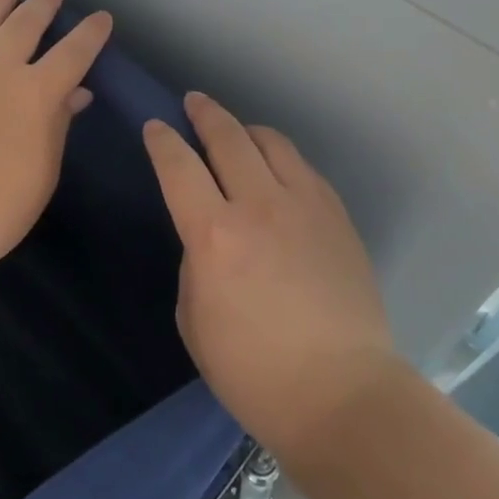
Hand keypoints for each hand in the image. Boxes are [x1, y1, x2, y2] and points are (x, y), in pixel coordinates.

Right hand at [145, 93, 399, 463]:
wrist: (343, 395)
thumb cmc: (255, 372)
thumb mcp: (194, 321)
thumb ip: (196, 261)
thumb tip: (209, 235)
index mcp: (215, 235)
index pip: (179, 166)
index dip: (162, 140)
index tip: (155, 126)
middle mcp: (259, 205)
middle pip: (228, 137)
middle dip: (205, 113)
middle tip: (194, 103)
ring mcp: (304, 205)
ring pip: (271, 141)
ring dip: (246, 129)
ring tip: (237, 132)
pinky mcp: (336, 215)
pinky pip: (303, 168)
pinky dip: (281, 158)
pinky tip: (277, 170)